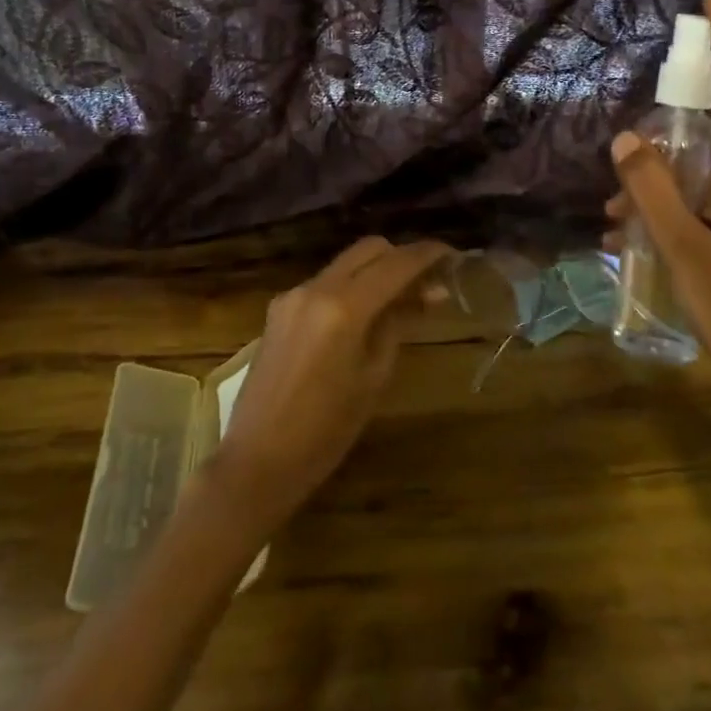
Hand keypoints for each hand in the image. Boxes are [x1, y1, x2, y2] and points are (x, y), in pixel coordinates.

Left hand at [210, 236, 451, 525]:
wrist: (257, 460)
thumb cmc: (326, 431)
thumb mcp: (373, 377)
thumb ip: (399, 324)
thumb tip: (430, 293)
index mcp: (344, 307)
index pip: (397, 263)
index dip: (428, 255)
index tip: (453, 256)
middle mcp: (315, 288)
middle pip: (369, 250)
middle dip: (401, 257)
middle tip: (428, 283)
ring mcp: (292, 296)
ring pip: (345, 264)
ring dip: (375, 272)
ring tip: (401, 303)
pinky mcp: (278, 310)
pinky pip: (324, 284)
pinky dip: (350, 288)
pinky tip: (362, 318)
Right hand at [607, 0, 710, 464]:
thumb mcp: (684, 250)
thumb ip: (653, 190)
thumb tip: (627, 138)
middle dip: (662, 131)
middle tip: (626, 177)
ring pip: (694, 164)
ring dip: (652, 182)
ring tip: (616, 223)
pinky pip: (695, 194)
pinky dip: (662, 205)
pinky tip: (630, 238)